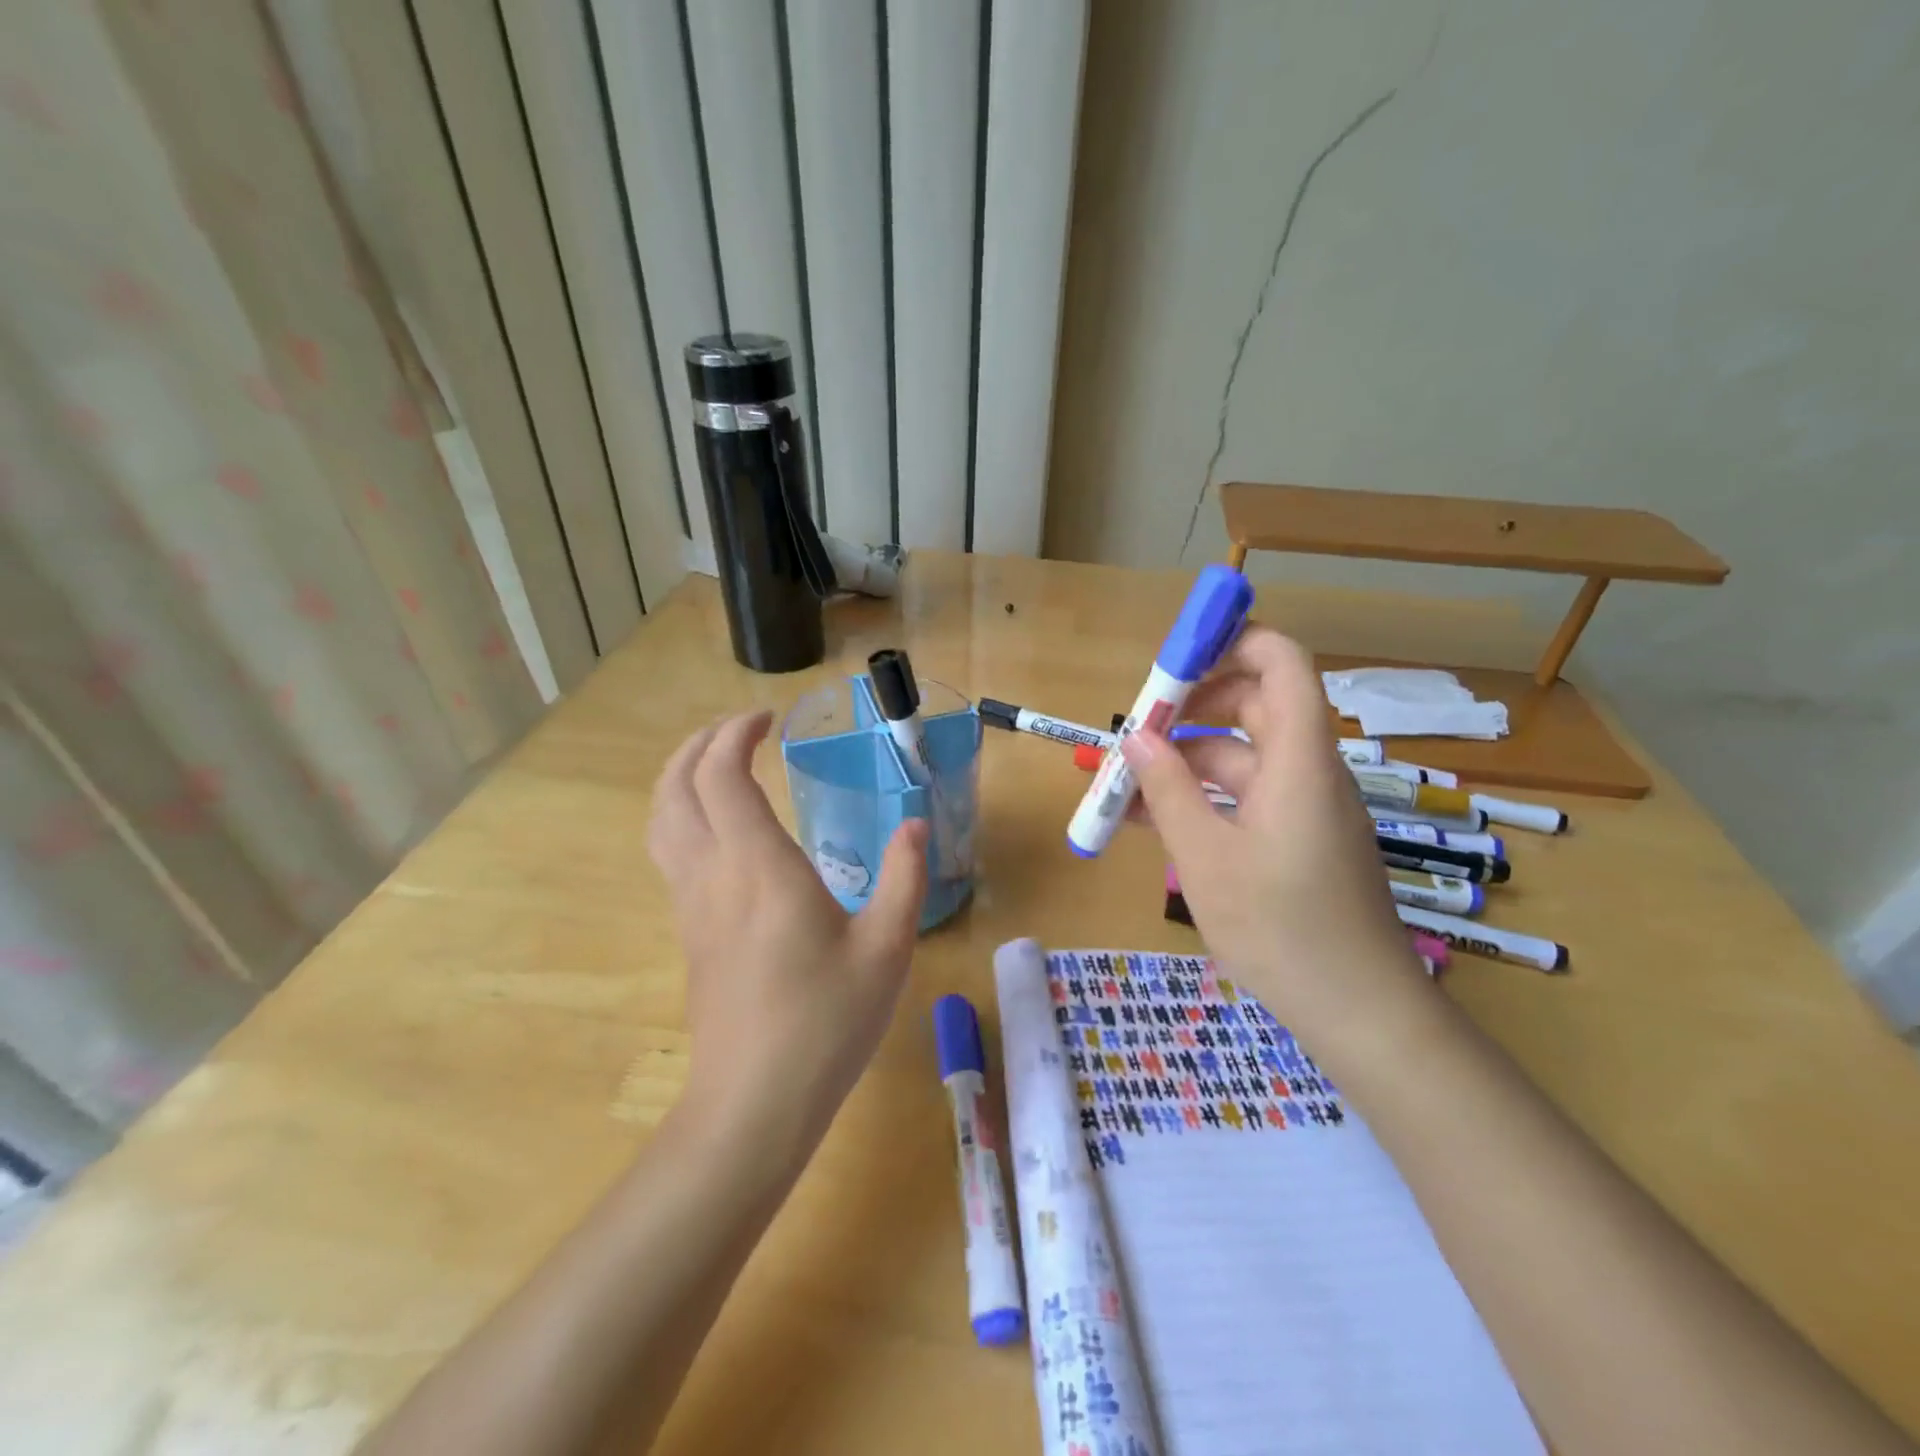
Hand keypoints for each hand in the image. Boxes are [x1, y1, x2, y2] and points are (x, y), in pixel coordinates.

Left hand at [647, 712, 928, 1160]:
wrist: (753, 1104)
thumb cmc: (826, 1022)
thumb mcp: (887, 948)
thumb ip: (903, 878)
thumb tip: (914, 825)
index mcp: (758, 867)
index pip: (721, 775)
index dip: (735, 734)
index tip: (768, 720)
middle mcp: (712, 874)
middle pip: (675, 787)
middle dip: (699, 744)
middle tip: (738, 730)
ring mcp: (691, 905)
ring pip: (661, 820)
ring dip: (680, 777)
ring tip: (716, 764)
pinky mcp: (688, 932)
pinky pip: (668, 852)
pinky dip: (681, 814)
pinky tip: (718, 829)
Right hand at [1119, 627, 1433, 1054]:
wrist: (1359, 1013)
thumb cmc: (1281, 927)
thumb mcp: (1204, 857)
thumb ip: (1166, 790)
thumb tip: (1134, 739)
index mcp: (1298, 759)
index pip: (1281, 663)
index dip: (1231, 644)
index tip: (1172, 661)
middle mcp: (1306, 770)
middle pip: (1253, 705)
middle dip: (1189, 709)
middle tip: (1135, 732)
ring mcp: (1303, 807)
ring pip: (1239, 757)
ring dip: (1183, 761)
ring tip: (1123, 783)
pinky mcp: (1296, 839)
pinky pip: (1243, 797)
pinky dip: (1200, 798)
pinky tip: (1149, 820)